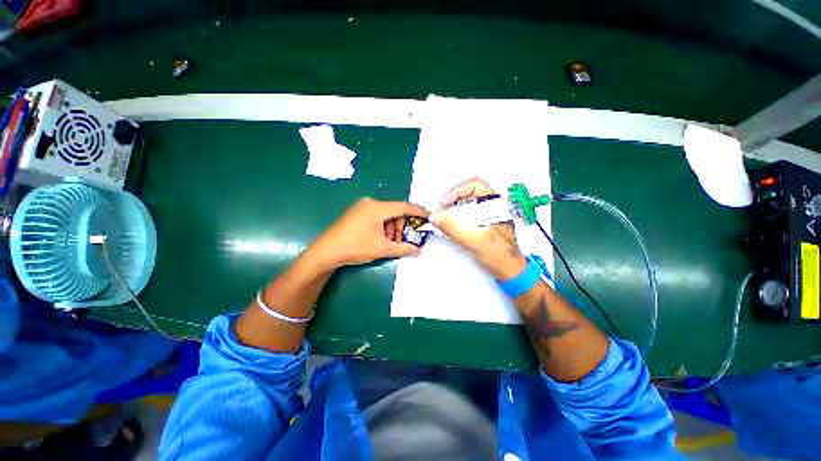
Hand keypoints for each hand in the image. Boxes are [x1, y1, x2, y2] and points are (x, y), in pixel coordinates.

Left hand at [309, 197, 429, 268]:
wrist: (326, 252)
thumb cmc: (355, 247)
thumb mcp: (382, 249)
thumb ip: (403, 248)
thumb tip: (419, 251)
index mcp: (378, 208)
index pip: (405, 206)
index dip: (419, 212)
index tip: (430, 217)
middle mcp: (371, 203)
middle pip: (395, 212)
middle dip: (403, 227)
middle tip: (406, 241)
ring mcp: (363, 207)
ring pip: (386, 216)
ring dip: (393, 229)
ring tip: (392, 244)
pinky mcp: (357, 213)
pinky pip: (377, 217)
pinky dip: (384, 227)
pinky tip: (382, 240)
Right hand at [430, 178, 526, 279]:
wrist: (510, 272)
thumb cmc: (499, 256)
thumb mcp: (474, 240)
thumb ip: (453, 228)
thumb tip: (435, 216)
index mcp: (496, 204)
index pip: (474, 185)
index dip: (456, 191)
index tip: (444, 203)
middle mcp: (493, 207)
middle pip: (469, 194)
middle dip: (452, 202)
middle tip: (441, 213)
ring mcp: (489, 215)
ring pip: (467, 205)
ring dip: (453, 211)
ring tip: (444, 221)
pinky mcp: (484, 224)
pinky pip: (467, 215)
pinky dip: (457, 219)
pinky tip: (451, 228)